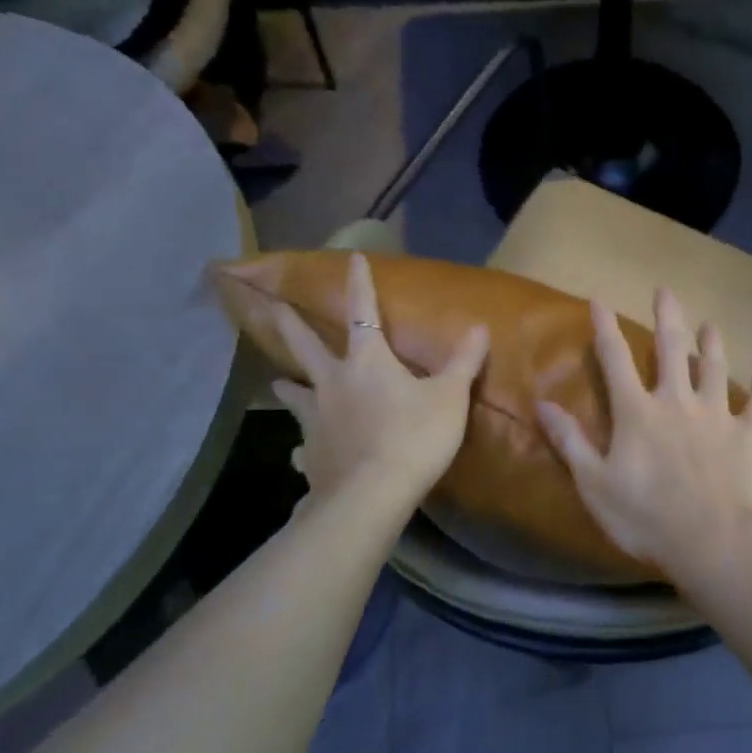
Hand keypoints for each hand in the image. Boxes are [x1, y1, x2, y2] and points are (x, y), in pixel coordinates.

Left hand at [269, 254, 489, 509]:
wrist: (372, 494)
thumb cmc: (415, 438)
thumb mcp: (449, 398)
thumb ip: (462, 363)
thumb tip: (479, 327)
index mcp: (367, 362)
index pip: (362, 312)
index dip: (359, 284)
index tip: (351, 258)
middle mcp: (332, 382)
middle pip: (305, 346)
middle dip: (290, 325)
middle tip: (273, 309)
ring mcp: (315, 418)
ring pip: (294, 393)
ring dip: (287, 385)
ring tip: (277, 383)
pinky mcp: (310, 453)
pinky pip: (302, 443)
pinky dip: (301, 444)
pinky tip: (297, 454)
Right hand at [535, 288, 751, 577]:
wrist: (714, 541)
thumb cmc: (646, 517)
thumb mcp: (594, 484)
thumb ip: (570, 441)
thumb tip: (542, 404)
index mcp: (637, 412)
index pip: (615, 360)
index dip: (605, 328)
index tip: (600, 300)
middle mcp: (678, 402)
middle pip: (671, 349)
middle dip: (667, 317)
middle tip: (666, 291)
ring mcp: (718, 415)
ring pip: (715, 368)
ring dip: (712, 345)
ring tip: (711, 324)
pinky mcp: (750, 434)